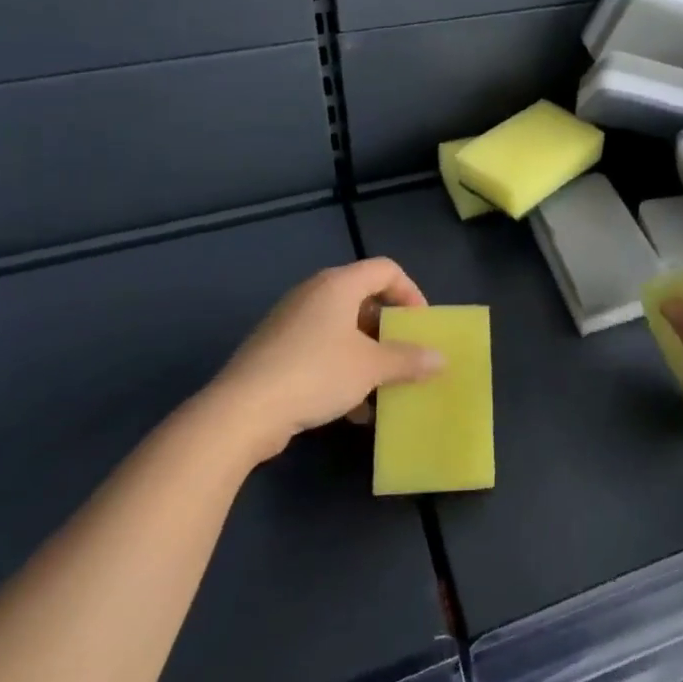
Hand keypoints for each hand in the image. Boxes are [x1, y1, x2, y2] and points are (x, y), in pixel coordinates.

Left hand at [204, 258, 443, 461]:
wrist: (242, 411)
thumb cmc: (316, 373)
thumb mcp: (371, 367)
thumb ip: (408, 359)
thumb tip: (440, 359)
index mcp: (338, 284)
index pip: (386, 269)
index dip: (410, 292)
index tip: (421, 325)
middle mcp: (314, 293)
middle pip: (363, 298)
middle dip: (389, 329)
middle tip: (405, 353)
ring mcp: (291, 321)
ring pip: (342, 329)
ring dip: (367, 354)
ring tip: (383, 385)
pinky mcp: (276, 350)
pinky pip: (321, 350)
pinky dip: (342, 369)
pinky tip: (354, 409)